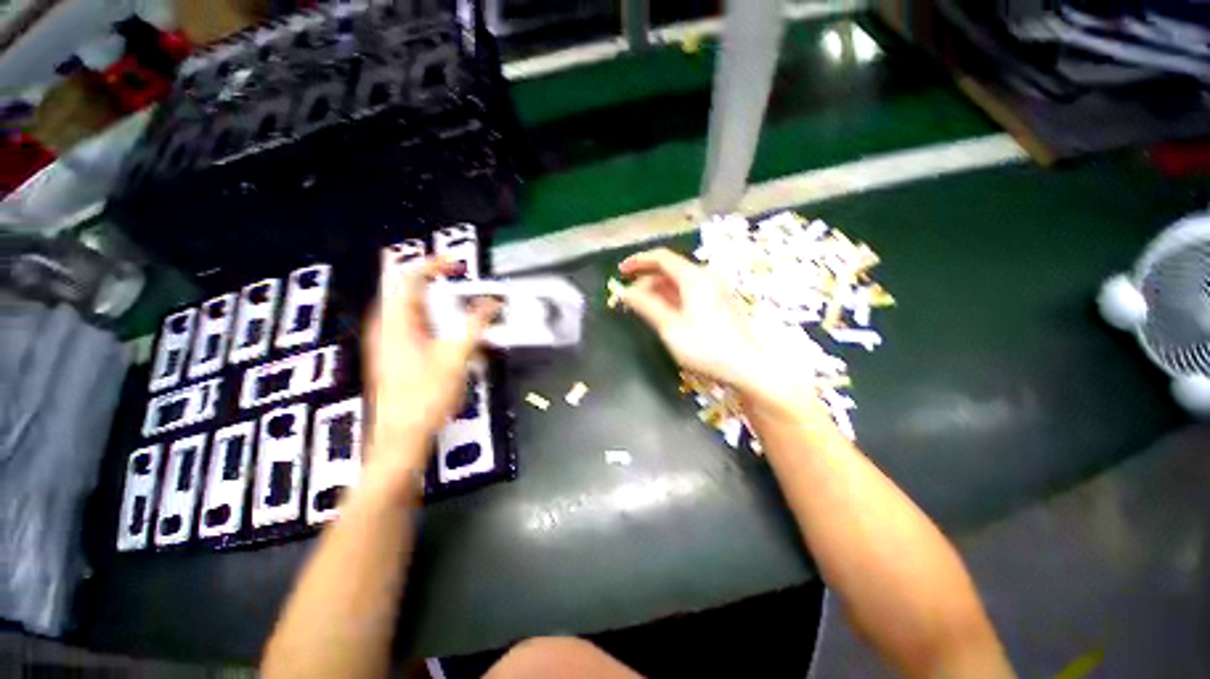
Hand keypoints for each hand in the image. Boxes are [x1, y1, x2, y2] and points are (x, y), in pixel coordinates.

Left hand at [363, 258, 495, 481]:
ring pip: (414, 309)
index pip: (409, 276)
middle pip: (410, 290)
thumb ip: (475, 324)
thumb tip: (492, 302)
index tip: (460, 267)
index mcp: (395, 320)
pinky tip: (454, 340)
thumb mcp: (456, 356)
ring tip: (466, 317)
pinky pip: (415, 326)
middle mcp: (386, 325)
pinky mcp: (395, 354)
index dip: (435, 264)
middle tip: (468, 293)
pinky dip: (436, 323)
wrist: (401, 437)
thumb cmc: (425, 396)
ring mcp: (388, 340)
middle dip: (442, 286)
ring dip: (441, 307)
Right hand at [618, 247, 829, 423]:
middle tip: (627, 300)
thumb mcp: (670, 327)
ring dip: (657, 291)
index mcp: (694, 277)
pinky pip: (687, 292)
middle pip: (669, 270)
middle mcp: (705, 277)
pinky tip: (660, 312)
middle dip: (646, 281)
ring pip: (677, 282)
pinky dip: (670, 299)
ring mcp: (713, 289)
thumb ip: (646, 306)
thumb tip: (624, 292)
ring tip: (640, 308)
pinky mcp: (716, 301)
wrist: (745, 365)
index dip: (638, 261)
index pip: (661, 258)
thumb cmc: (705, 346)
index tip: (620, 272)